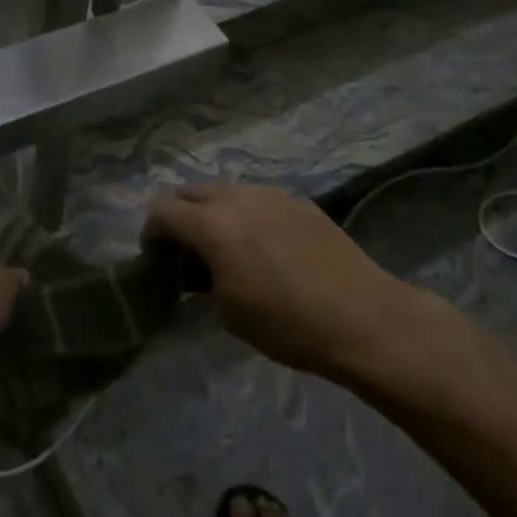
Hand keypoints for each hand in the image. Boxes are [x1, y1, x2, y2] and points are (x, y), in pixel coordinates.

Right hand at [145, 184, 436, 384]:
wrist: (365, 319)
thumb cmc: (289, 325)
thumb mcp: (230, 313)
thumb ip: (203, 280)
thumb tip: (200, 270)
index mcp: (211, 224)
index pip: (161, 210)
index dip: (151, 233)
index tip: (158, 260)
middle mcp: (235, 197)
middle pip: (189, 192)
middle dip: (180, 217)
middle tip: (188, 253)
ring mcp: (269, 193)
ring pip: (225, 192)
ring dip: (215, 214)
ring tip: (230, 249)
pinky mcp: (298, 200)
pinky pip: (258, 200)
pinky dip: (248, 217)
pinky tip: (268, 249)